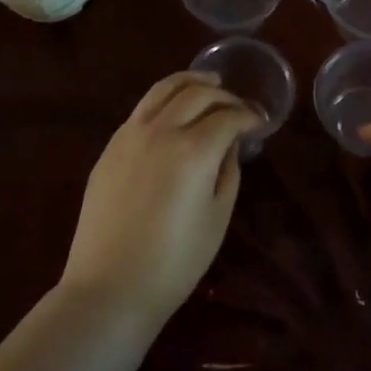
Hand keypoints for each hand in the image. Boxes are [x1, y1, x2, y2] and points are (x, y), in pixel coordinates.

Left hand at [61, 72, 259, 323]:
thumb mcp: (217, 217)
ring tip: (208, 82)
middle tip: (239, 106)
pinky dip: (165, 99)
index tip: (261, 122)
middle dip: (224, 95)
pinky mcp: (110, 147)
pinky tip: (173, 110)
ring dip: (190, 81)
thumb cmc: (174, 262)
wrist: (109, 288)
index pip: (228, 116)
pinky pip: (142, 109)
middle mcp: (161, 130)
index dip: (249, 115)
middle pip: (197, 93)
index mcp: (193, 149)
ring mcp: (129, 135)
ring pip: (163, 89)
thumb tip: (230, 144)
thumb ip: (228, 171)